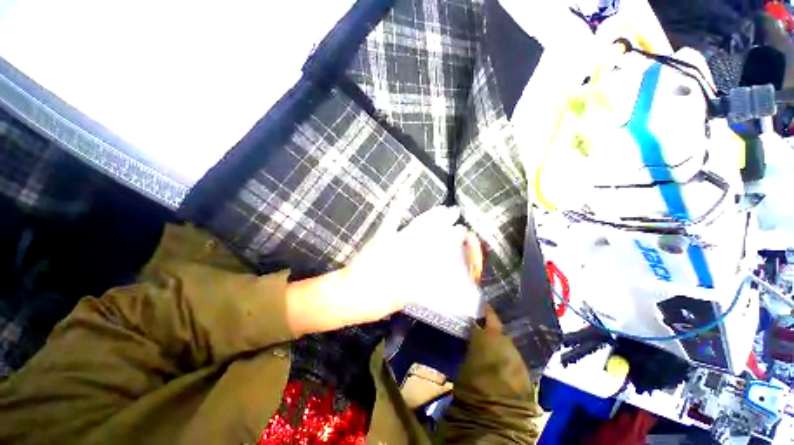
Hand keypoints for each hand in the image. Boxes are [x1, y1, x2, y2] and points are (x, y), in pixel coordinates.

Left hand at [345, 205, 483, 320]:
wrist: (349, 295)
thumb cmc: (376, 301)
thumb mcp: (403, 297)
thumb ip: (420, 284)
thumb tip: (436, 271)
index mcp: (415, 267)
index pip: (439, 250)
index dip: (451, 239)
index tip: (461, 231)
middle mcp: (409, 252)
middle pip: (431, 236)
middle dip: (445, 225)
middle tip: (456, 215)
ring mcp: (395, 242)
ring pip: (418, 227)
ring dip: (431, 217)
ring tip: (442, 209)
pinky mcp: (381, 237)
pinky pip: (392, 220)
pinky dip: (399, 206)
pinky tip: (406, 192)